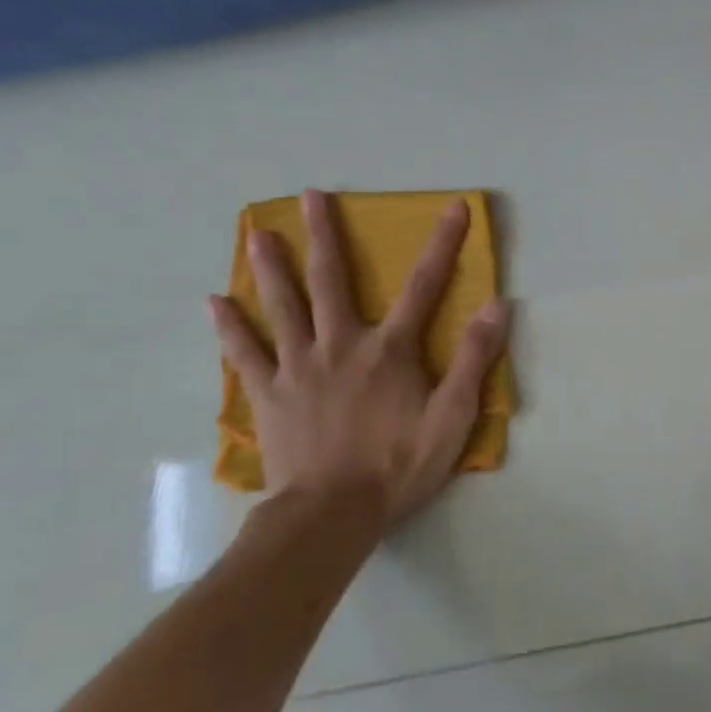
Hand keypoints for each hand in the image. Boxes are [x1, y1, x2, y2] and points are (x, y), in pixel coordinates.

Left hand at [208, 189, 508, 530]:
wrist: (330, 516)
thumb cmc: (397, 467)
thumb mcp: (452, 418)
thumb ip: (473, 360)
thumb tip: (496, 306)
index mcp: (390, 351)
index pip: (424, 287)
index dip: (442, 244)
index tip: (454, 208)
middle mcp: (341, 346)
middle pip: (332, 281)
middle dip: (325, 235)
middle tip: (311, 195)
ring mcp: (298, 368)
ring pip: (283, 307)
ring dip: (272, 267)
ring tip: (258, 232)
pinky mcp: (268, 395)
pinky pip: (244, 353)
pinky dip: (229, 327)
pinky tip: (214, 302)